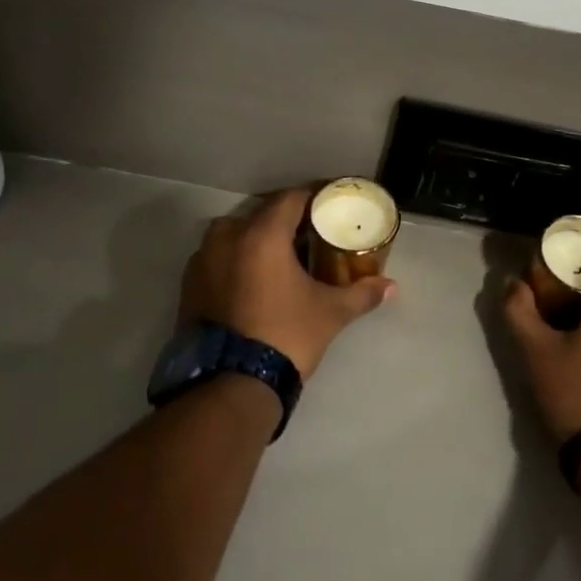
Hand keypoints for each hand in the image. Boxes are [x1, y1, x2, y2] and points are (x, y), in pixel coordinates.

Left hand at [179, 188, 396, 378]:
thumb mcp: (330, 313)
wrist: (230, 384)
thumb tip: (391, 287)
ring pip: (234, 235)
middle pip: (261, 214)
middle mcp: (226, 238)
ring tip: (279, 257)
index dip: (313, 196)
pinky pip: (217, 258)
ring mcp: (202, 261)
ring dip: (256, 239)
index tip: (329, 202)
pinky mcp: (188, 285)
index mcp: (261, 235)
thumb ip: (361, 294)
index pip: (291, 198)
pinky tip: (253, 280)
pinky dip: (235, 260)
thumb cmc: (285, 336)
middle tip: (309, 233)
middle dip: (285, 220)